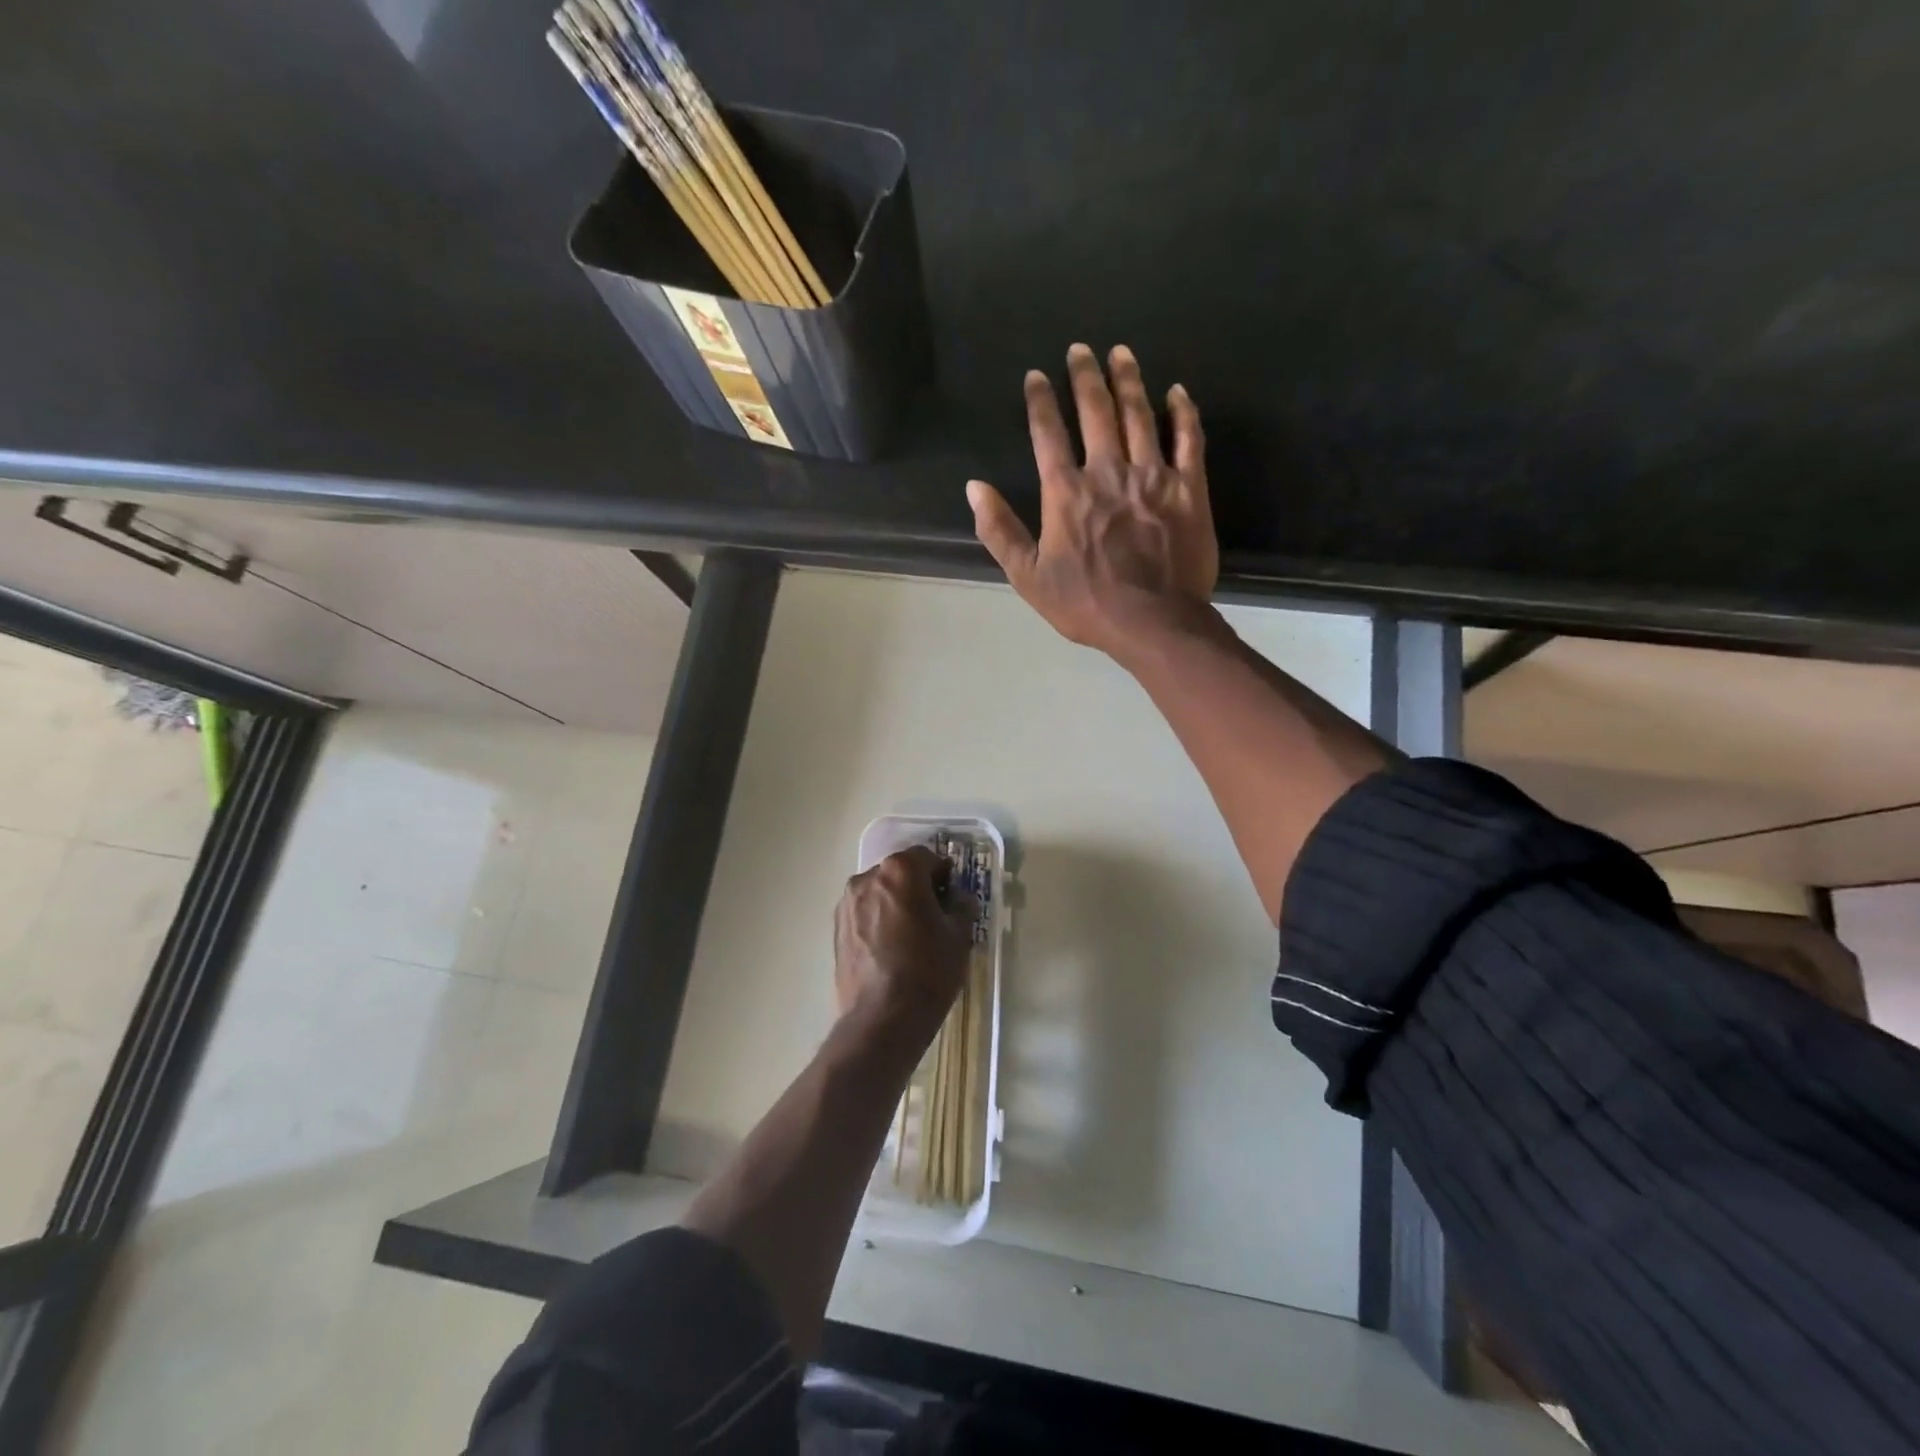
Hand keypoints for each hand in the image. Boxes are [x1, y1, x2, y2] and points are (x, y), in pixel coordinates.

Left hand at [833, 846, 975, 1042]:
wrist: (882, 1019)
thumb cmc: (928, 971)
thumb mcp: (959, 937)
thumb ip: (962, 907)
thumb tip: (960, 899)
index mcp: (900, 871)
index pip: (928, 857)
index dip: (944, 875)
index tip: (953, 898)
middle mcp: (868, 877)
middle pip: (900, 872)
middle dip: (918, 888)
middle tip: (935, 917)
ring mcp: (847, 903)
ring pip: (880, 893)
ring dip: (896, 904)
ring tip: (911, 937)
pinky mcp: (836, 929)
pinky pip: (864, 913)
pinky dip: (878, 921)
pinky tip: (891, 950)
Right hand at [967, 343, 1218, 659]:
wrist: (1153, 622)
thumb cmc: (1085, 603)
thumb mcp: (1028, 576)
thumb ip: (1000, 530)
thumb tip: (974, 487)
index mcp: (1066, 492)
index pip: (1048, 433)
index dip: (1040, 401)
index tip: (1036, 376)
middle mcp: (1108, 471)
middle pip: (1096, 411)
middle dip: (1085, 376)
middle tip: (1081, 349)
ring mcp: (1152, 476)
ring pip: (1139, 415)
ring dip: (1129, 380)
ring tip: (1120, 353)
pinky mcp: (1189, 489)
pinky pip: (1188, 439)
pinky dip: (1183, 413)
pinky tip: (1177, 391)